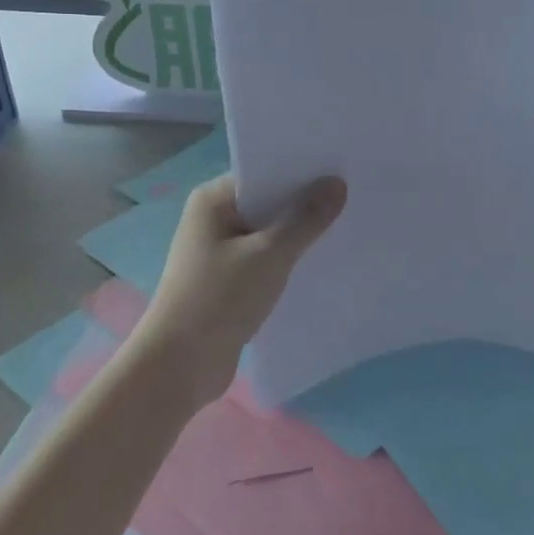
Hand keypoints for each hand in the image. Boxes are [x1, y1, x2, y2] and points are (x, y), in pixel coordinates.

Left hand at [138, 173, 346, 400]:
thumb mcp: (270, 255)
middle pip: (267, 203)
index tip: (342, 169)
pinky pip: (264, 261)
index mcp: (213, 200)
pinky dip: (287, 261)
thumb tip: (337, 183)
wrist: (180, 365)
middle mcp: (212, 220)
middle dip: (304, 203)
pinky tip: (320, 263)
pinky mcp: (227, 283)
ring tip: (346, 227)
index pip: (263, 173)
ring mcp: (218, 253)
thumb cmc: (220, 298)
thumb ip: (306, 220)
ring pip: (268, 234)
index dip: (301, 171)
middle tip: (353, 196)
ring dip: (298, 236)